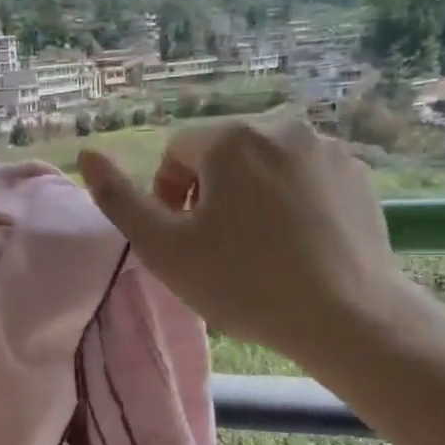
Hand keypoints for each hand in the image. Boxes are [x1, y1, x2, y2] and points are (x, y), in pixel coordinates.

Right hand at [77, 114, 406, 367]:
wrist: (346, 317)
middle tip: (217, 247)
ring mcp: (327, 149)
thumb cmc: (244, 284)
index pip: (177, 151)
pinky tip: (298, 243)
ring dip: (250, 195)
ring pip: (265, 165)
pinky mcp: (358, 173)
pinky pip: (305, 177)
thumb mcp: (164, 249)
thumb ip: (119, 200)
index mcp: (231, 139)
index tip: (182, 238)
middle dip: (210, 194)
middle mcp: (281, 127)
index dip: (168, 194)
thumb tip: (87, 154)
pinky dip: (291, 200)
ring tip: (259, 247)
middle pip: (222, 154)